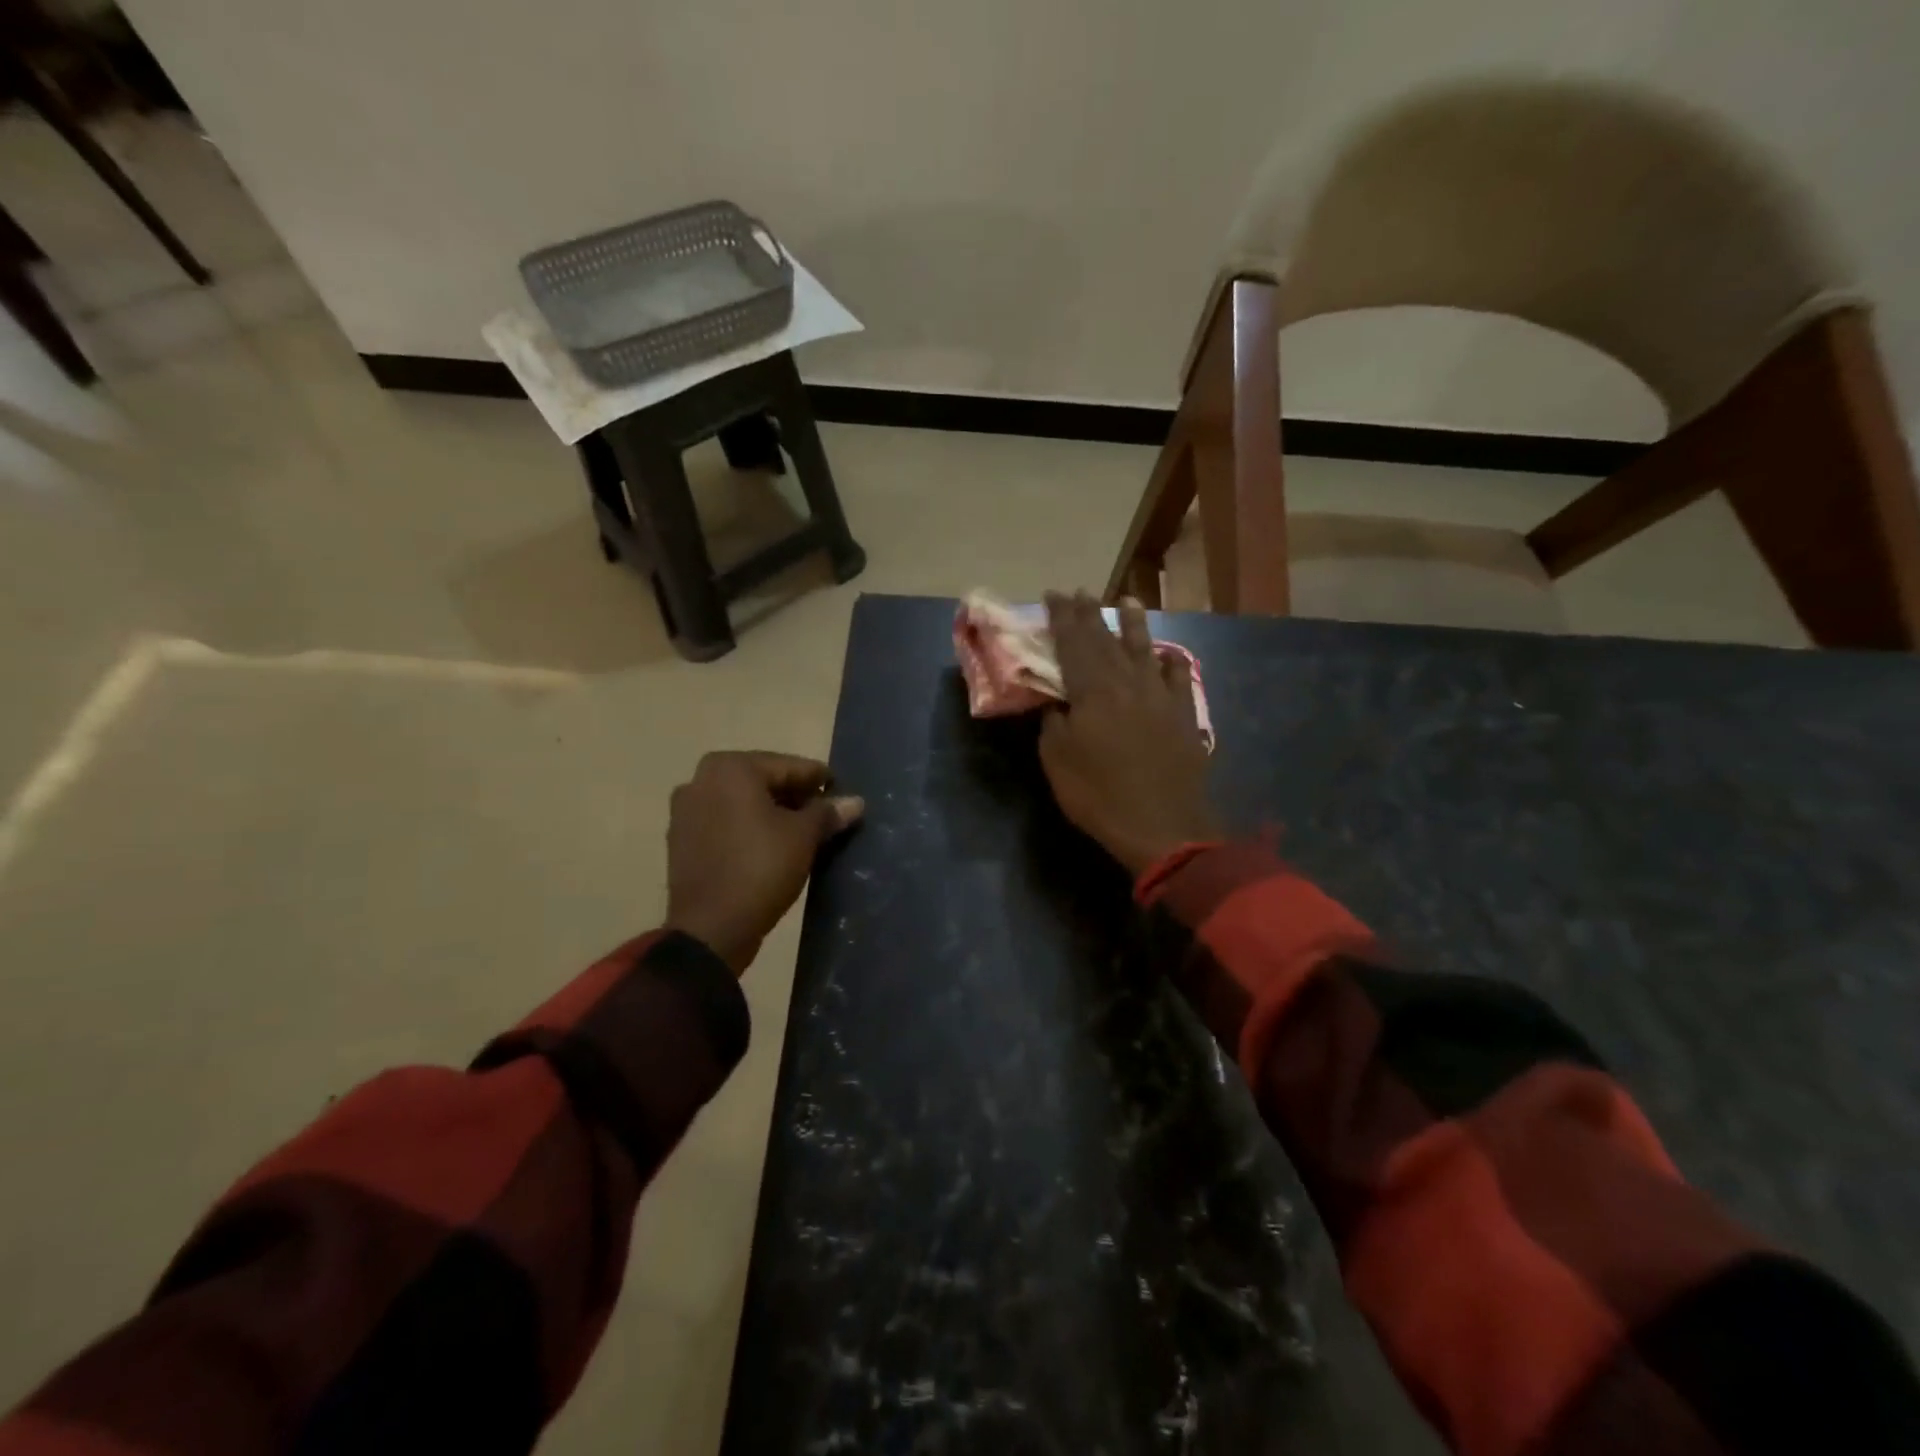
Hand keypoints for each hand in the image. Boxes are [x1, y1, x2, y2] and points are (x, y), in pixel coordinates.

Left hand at [664, 751, 863, 972]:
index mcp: (731, 768)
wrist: (710, 929)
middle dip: (795, 798)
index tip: (842, 796)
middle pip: (763, 781)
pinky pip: (725, 823)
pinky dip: (748, 829)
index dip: (820, 782)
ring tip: (802, 835)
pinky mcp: (681, 840)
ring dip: (772, 814)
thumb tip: (855, 802)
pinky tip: (771, 848)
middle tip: (825, 818)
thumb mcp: (804, 837)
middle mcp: (702, 779)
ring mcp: (686, 810)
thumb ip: (827, 812)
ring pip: (743, 803)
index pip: (790, 766)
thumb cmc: (760, 869)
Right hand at [1038, 592, 1218, 875]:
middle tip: (1079, 592)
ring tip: (1128, 601)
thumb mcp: (1057, 760)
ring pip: (1144, 649)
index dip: (1062, 618)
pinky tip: (1167, 654)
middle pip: (1106, 639)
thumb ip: (1054, 723)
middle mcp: (1128, 682)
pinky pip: (1178, 678)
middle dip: (1090, 614)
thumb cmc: (1100, 795)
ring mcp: (1160, 696)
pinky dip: (1171, 662)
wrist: (1163, 826)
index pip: (1073, 643)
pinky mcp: (1183, 715)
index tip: (1053, 595)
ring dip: (1134, 624)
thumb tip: (1058, 703)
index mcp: (1093, 690)